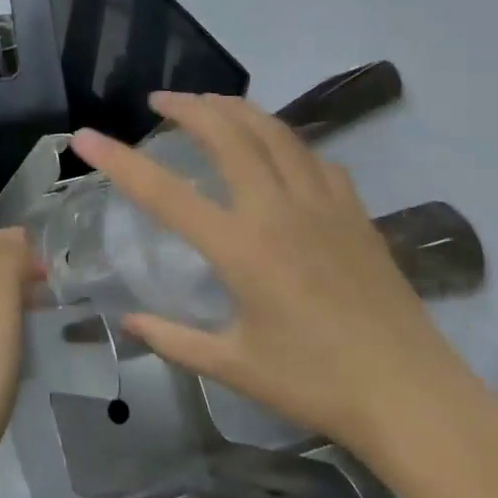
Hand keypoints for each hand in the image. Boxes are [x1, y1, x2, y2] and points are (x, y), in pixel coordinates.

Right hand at [70, 93, 497, 482]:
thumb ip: (174, 338)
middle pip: (226, 133)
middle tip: (160, 101)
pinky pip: (312, 156)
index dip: (118, 160)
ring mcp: (321, 203)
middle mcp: (276, 210)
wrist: (412, 396)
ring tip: (209, 105)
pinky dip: (283, 140)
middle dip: (187, 107)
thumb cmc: (316, 384)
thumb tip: (128, 321)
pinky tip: (275, 151)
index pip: (164, 192)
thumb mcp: (235, 366)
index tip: (86, 136)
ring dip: (234, 109)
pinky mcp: (353, 210)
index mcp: (240, 247)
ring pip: (272, 131)